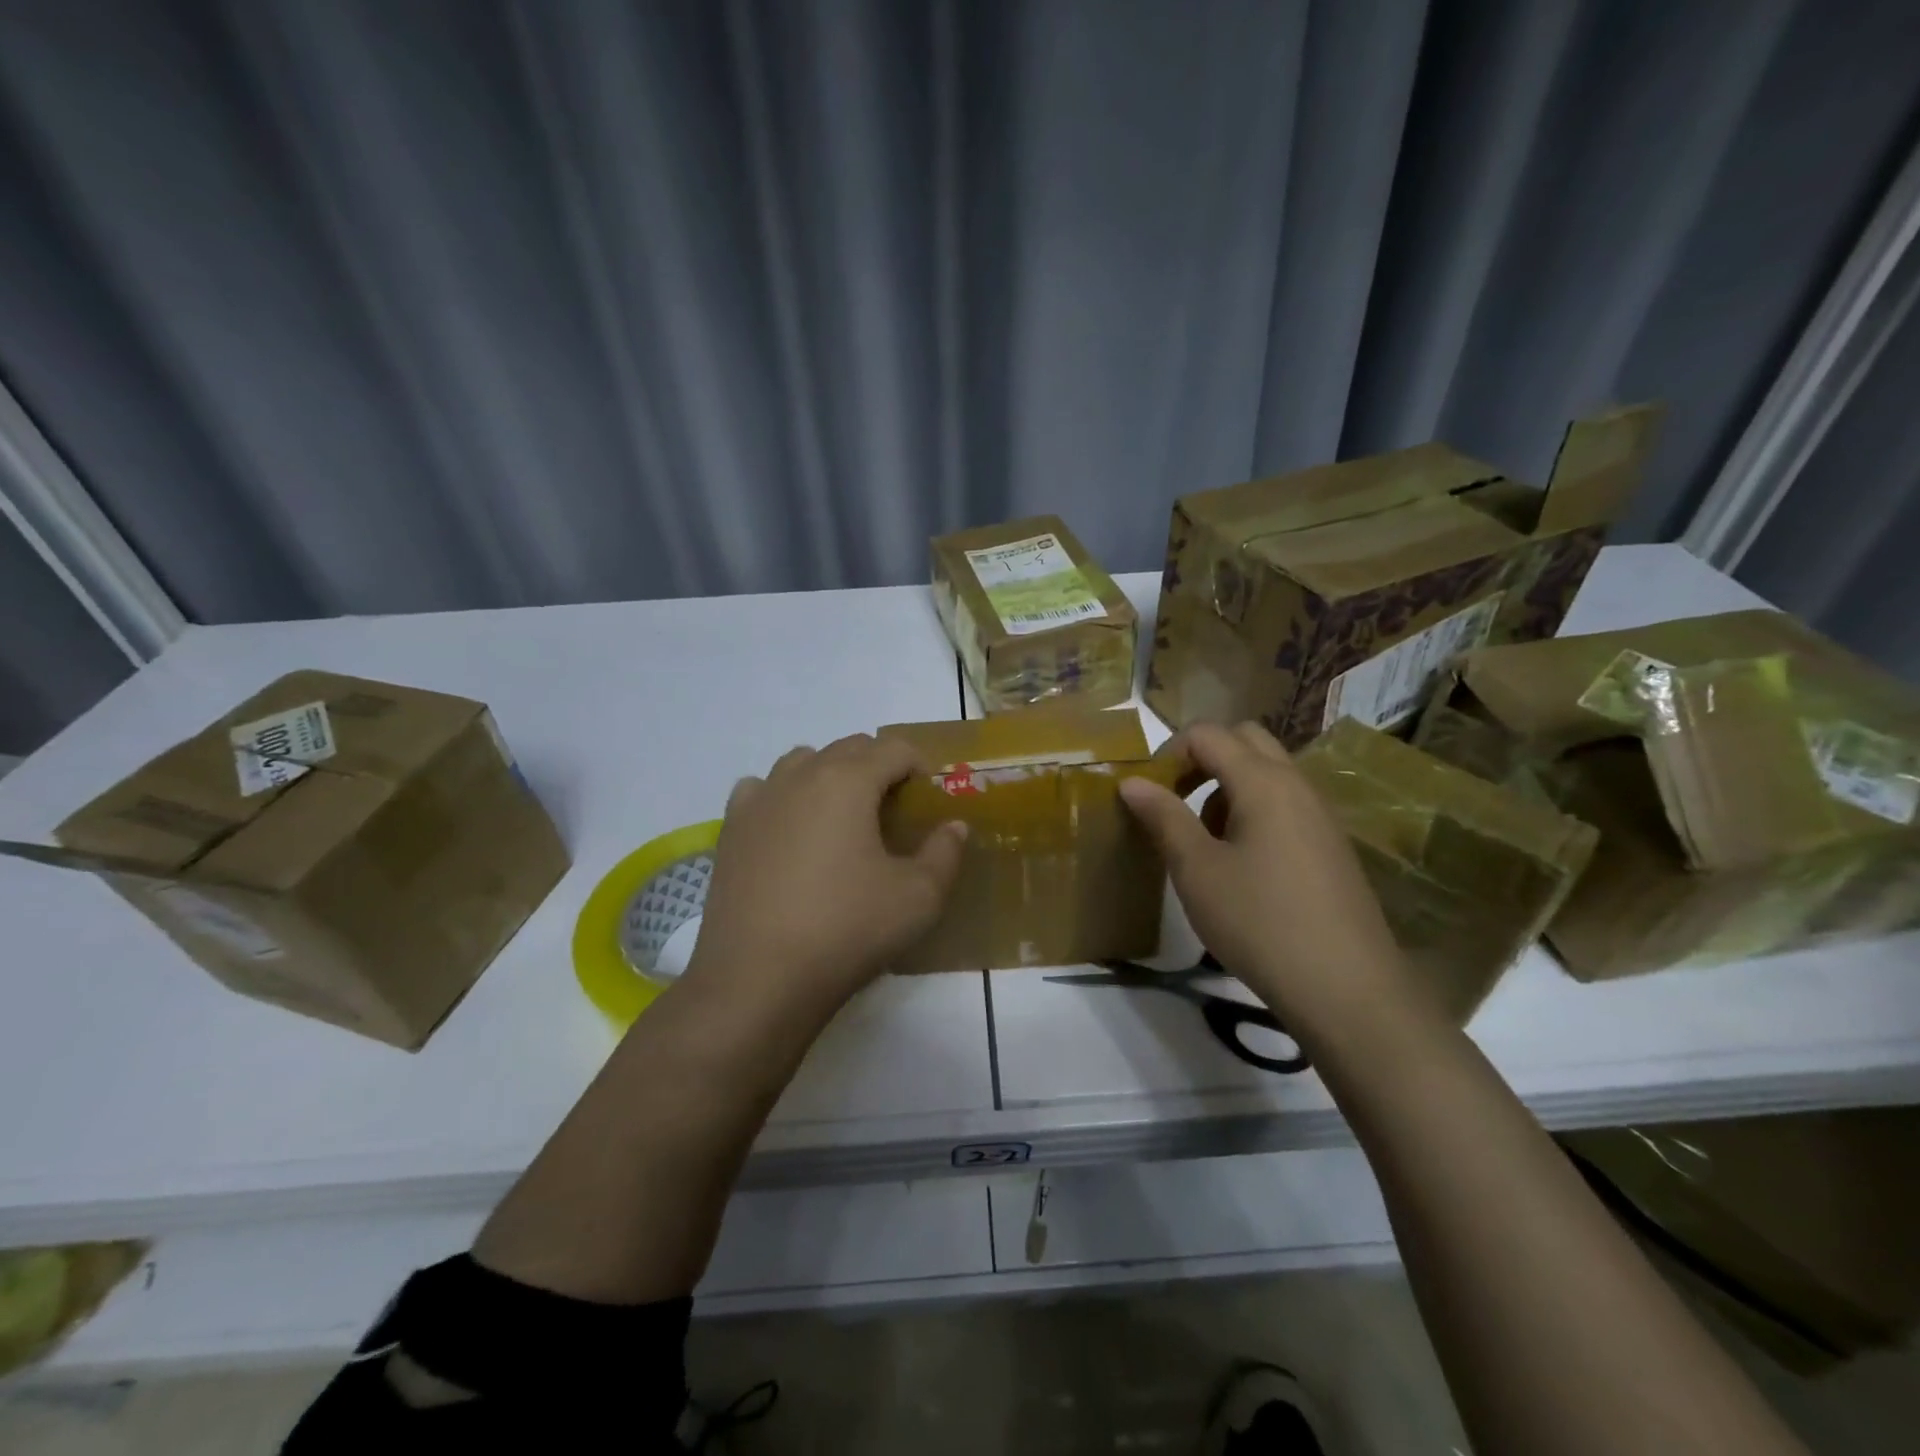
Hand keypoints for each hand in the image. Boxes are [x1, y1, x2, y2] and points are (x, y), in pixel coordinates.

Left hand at [684, 734, 967, 1020]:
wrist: (757, 980)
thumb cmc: (847, 930)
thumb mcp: (918, 897)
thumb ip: (945, 853)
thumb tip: (954, 826)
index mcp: (847, 780)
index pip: (894, 748)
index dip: (920, 768)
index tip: (929, 803)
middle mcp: (800, 775)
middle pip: (849, 748)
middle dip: (879, 768)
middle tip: (894, 815)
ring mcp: (759, 799)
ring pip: (803, 762)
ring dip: (831, 776)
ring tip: (843, 821)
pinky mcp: (730, 829)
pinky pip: (761, 790)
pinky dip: (783, 797)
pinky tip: (790, 832)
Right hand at [1119, 722, 1414, 1038]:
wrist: (1346, 988)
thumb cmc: (1259, 922)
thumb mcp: (1197, 870)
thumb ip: (1164, 817)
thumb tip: (1132, 781)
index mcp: (1263, 782)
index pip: (1208, 734)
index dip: (1169, 753)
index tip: (1148, 793)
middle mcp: (1297, 784)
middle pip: (1245, 741)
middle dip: (1203, 759)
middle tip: (1176, 801)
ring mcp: (1320, 814)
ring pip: (1267, 773)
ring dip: (1228, 787)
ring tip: (1205, 840)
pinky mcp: (1331, 845)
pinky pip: (1285, 804)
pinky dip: (1254, 811)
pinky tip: (1242, 865)